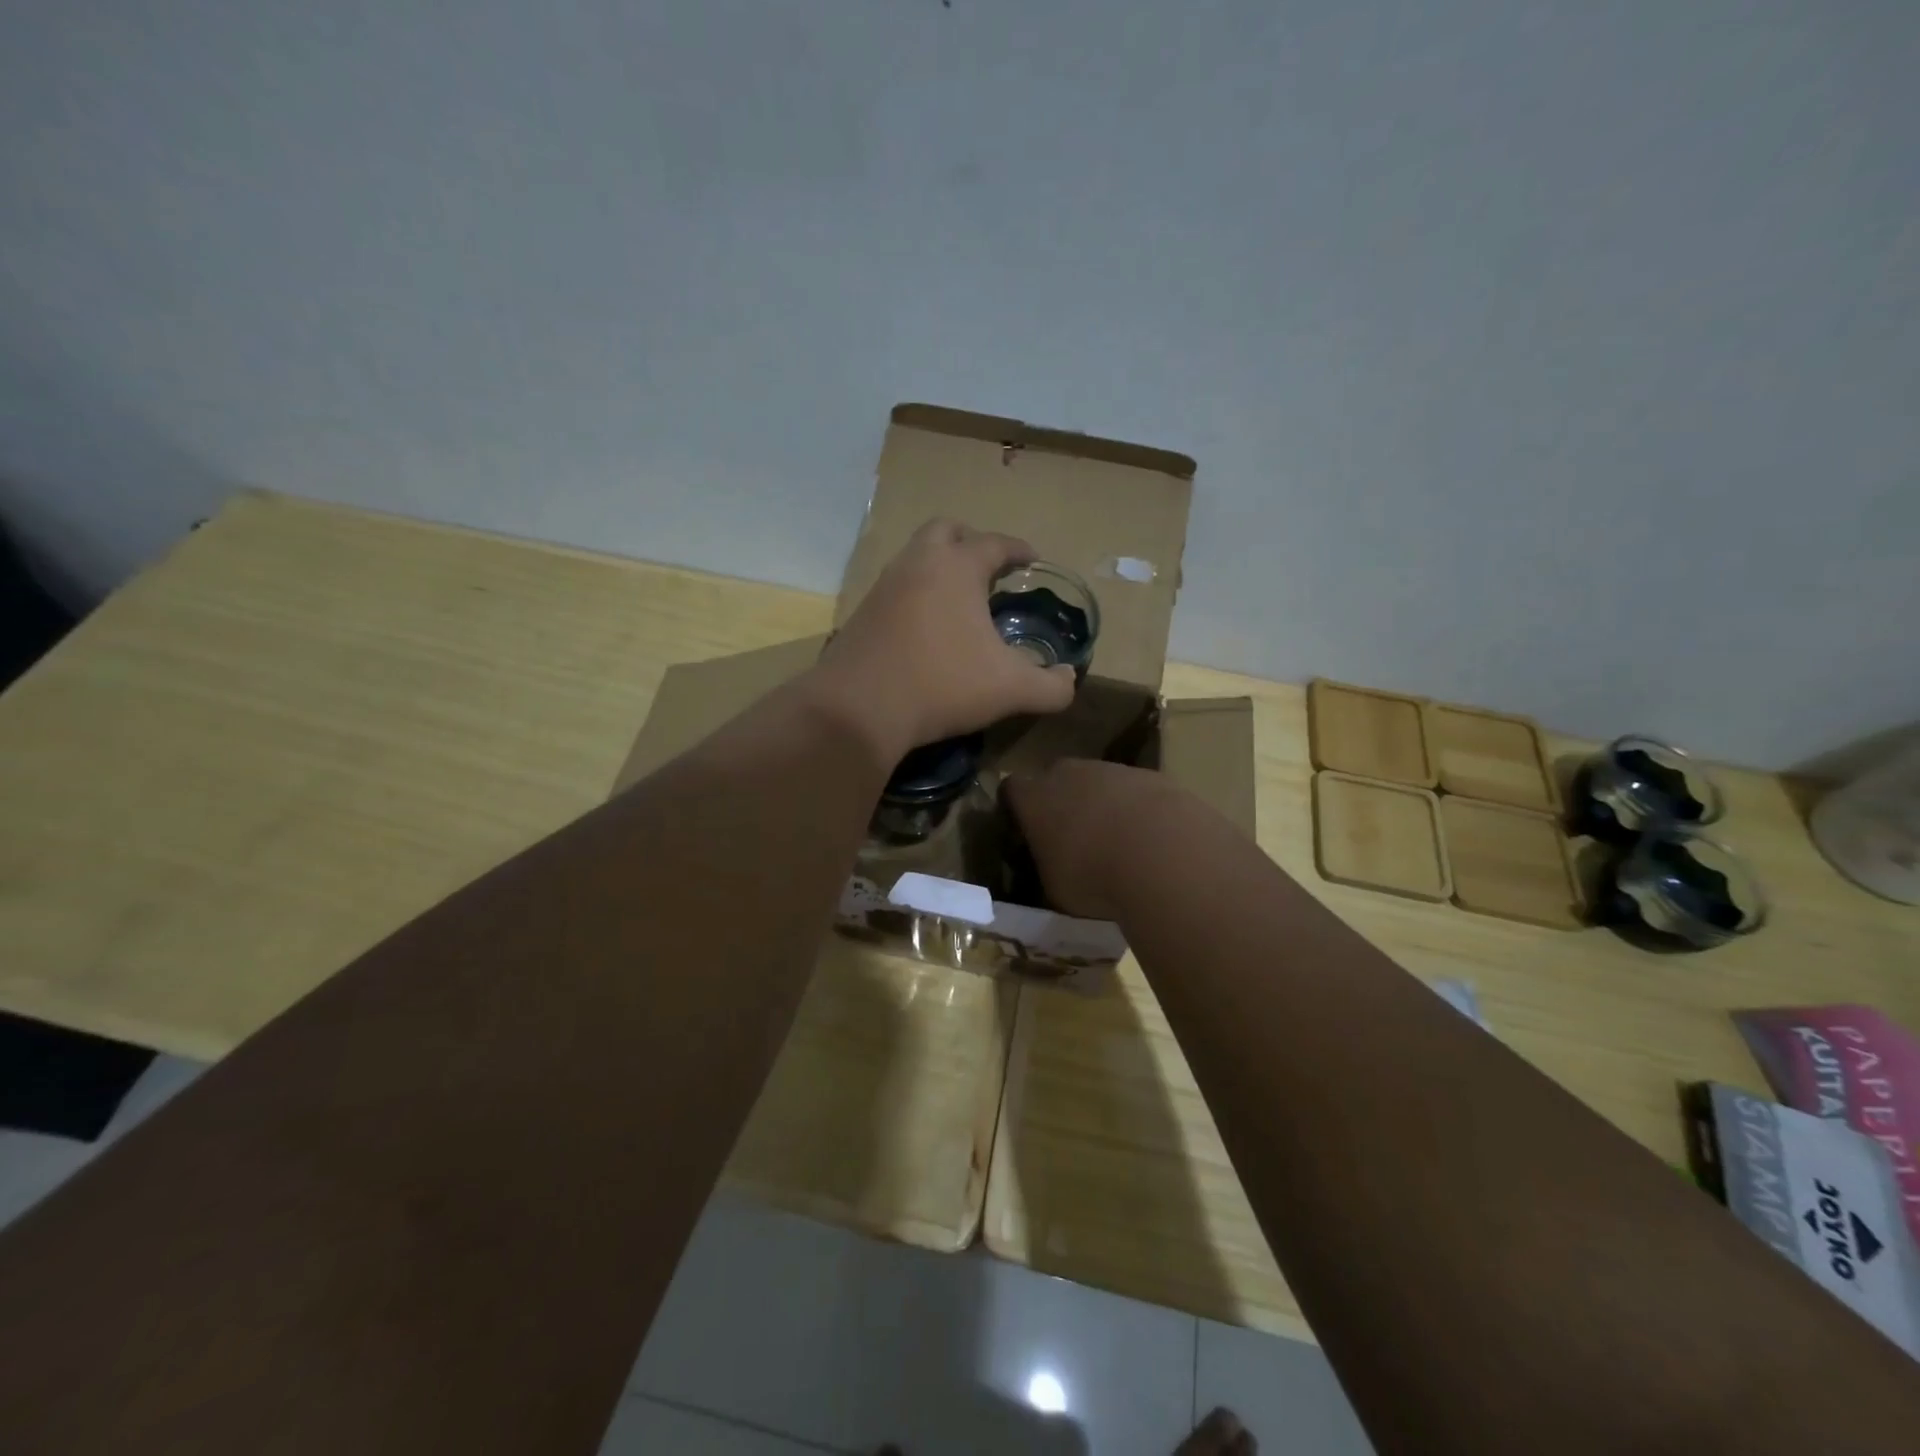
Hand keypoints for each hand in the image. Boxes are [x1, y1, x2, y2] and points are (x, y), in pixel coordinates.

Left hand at [809, 520, 1076, 762]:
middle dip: (970, 541)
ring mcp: (883, 586)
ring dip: (939, 567)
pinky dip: (916, 595)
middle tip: (989, 568)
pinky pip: (896, 589)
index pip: (995, 543)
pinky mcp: (862, 614)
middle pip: (945, 530)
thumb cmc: (942, 685)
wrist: (859, 710)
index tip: (1032, 560)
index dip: (1018, 550)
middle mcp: (917, 564)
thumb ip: (1052, 686)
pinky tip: (926, 628)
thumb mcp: (1011, 690)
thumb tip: (1070, 679)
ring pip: (914, 557)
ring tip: (960, 599)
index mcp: (957, 567)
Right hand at [1005, 758, 1184, 919]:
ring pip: (1098, 782)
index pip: (1012, 789)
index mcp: (1033, 798)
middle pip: (1057, 778)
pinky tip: (1151, 841)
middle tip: (1072, 837)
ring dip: (1102, 805)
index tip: (1024, 829)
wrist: (1161, 853)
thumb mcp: (1055, 889)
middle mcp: (1067, 774)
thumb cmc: (1092, 876)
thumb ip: (1047, 870)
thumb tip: (1052, 870)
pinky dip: (1137, 810)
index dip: (1017, 807)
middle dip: (1061, 801)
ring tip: (1118, 843)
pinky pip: (1134, 791)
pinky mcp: (1151, 775)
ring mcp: (1111, 769)